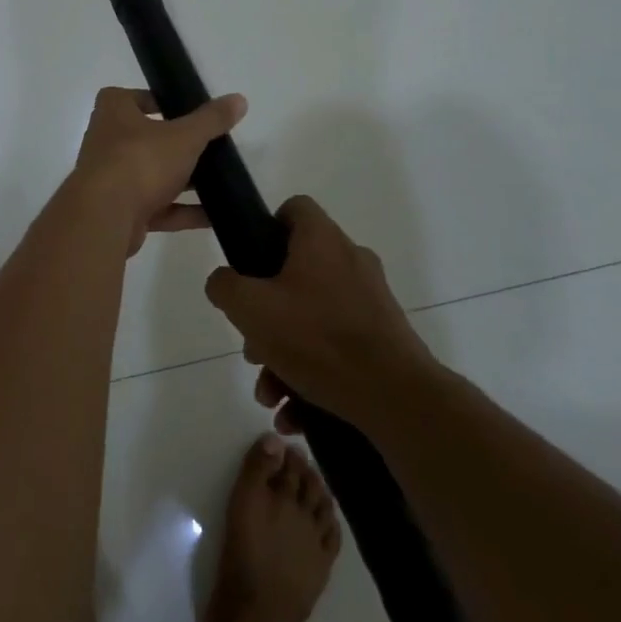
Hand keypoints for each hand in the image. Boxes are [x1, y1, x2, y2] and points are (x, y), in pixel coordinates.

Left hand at [67, 87, 246, 255]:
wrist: (105, 217)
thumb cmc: (141, 161)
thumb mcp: (184, 136)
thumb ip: (211, 120)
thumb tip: (239, 99)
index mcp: (114, 112)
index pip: (130, 97)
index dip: (154, 100)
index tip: (183, 110)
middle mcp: (107, 141)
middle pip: (145, 138)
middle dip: (175, 144)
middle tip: (209, 146)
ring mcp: (112, 179)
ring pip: (152, 175)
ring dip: (182, 181)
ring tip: (218, 182)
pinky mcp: (121, 212)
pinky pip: (157, 207)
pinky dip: (182, 211)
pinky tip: (213, 216)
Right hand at [205, 196, 432, 431]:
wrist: (396, 398)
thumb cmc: (317, 338)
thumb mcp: (250, 308)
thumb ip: (225, 286)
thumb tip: (224, 281)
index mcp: (322, 240)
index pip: (294, 208)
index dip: (267, 227)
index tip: (251, 263)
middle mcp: (351, 260)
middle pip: (297, 272)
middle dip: (267, 314)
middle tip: (253, 347)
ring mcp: (371, 300)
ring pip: (314, 317)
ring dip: (284, 354)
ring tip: (271, 393)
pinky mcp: (384, 337)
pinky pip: (336, 346)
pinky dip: (312, 374)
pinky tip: (295, 413)